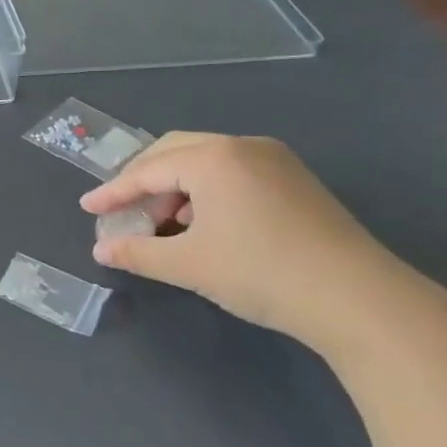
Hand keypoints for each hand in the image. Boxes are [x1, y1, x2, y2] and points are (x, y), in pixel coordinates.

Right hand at [82, 132, 414, 342]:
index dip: (113, 192)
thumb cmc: (261, 273)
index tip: (86, 208)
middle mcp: (242, 146)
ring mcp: (275, 160)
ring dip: (175, 187)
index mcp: (212, 158)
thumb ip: (137, 252)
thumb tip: (102, 249)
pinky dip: (206, 192)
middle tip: (121, 209)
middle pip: (174, 152)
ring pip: (206, 161)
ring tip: (162, 224)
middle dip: (142, 180)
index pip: (147, 170)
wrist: (360, 299)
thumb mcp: (188, 265)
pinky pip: (233, 173)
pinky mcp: (295, 181)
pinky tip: (204, 225)